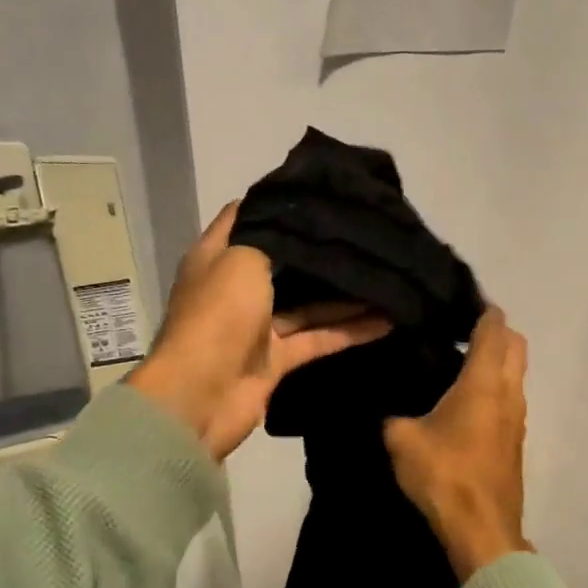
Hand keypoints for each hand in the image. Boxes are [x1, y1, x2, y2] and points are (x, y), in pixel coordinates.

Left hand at [128, 204, 389, 459]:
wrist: (200, 397)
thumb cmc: (217, 315)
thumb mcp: (241, 258)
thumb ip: (273, 238)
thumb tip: (299, 217)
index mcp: (217, 258)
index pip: (248, 218)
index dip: (279, 202)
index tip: (322, 190)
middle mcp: (236, 288)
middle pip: (283, 263)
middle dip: (319, 250)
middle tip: (365, 232)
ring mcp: (257, 327)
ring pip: (307, 305)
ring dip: (345, 296)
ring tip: (387, 276)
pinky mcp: (276, 360)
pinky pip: (318, 339)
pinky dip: (349, 331)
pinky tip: (386, 320)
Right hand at [384, 307, 530, 581]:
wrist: (481, 531)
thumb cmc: (444, 475)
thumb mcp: (401, 439)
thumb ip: (393, 416)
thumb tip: (389, 411)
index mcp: (484, 382)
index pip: (494, 328)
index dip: (481, 308)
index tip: (458, 300)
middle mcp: (509, 393)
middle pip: (515, 345)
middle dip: (494, 331)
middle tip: (457, 330)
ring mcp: (518, 419)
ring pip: (515, 374)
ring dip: (496, 361)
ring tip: (455, 362)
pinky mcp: (515, 442)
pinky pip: (509, 399)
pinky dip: (493, 387)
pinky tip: (462, 401)